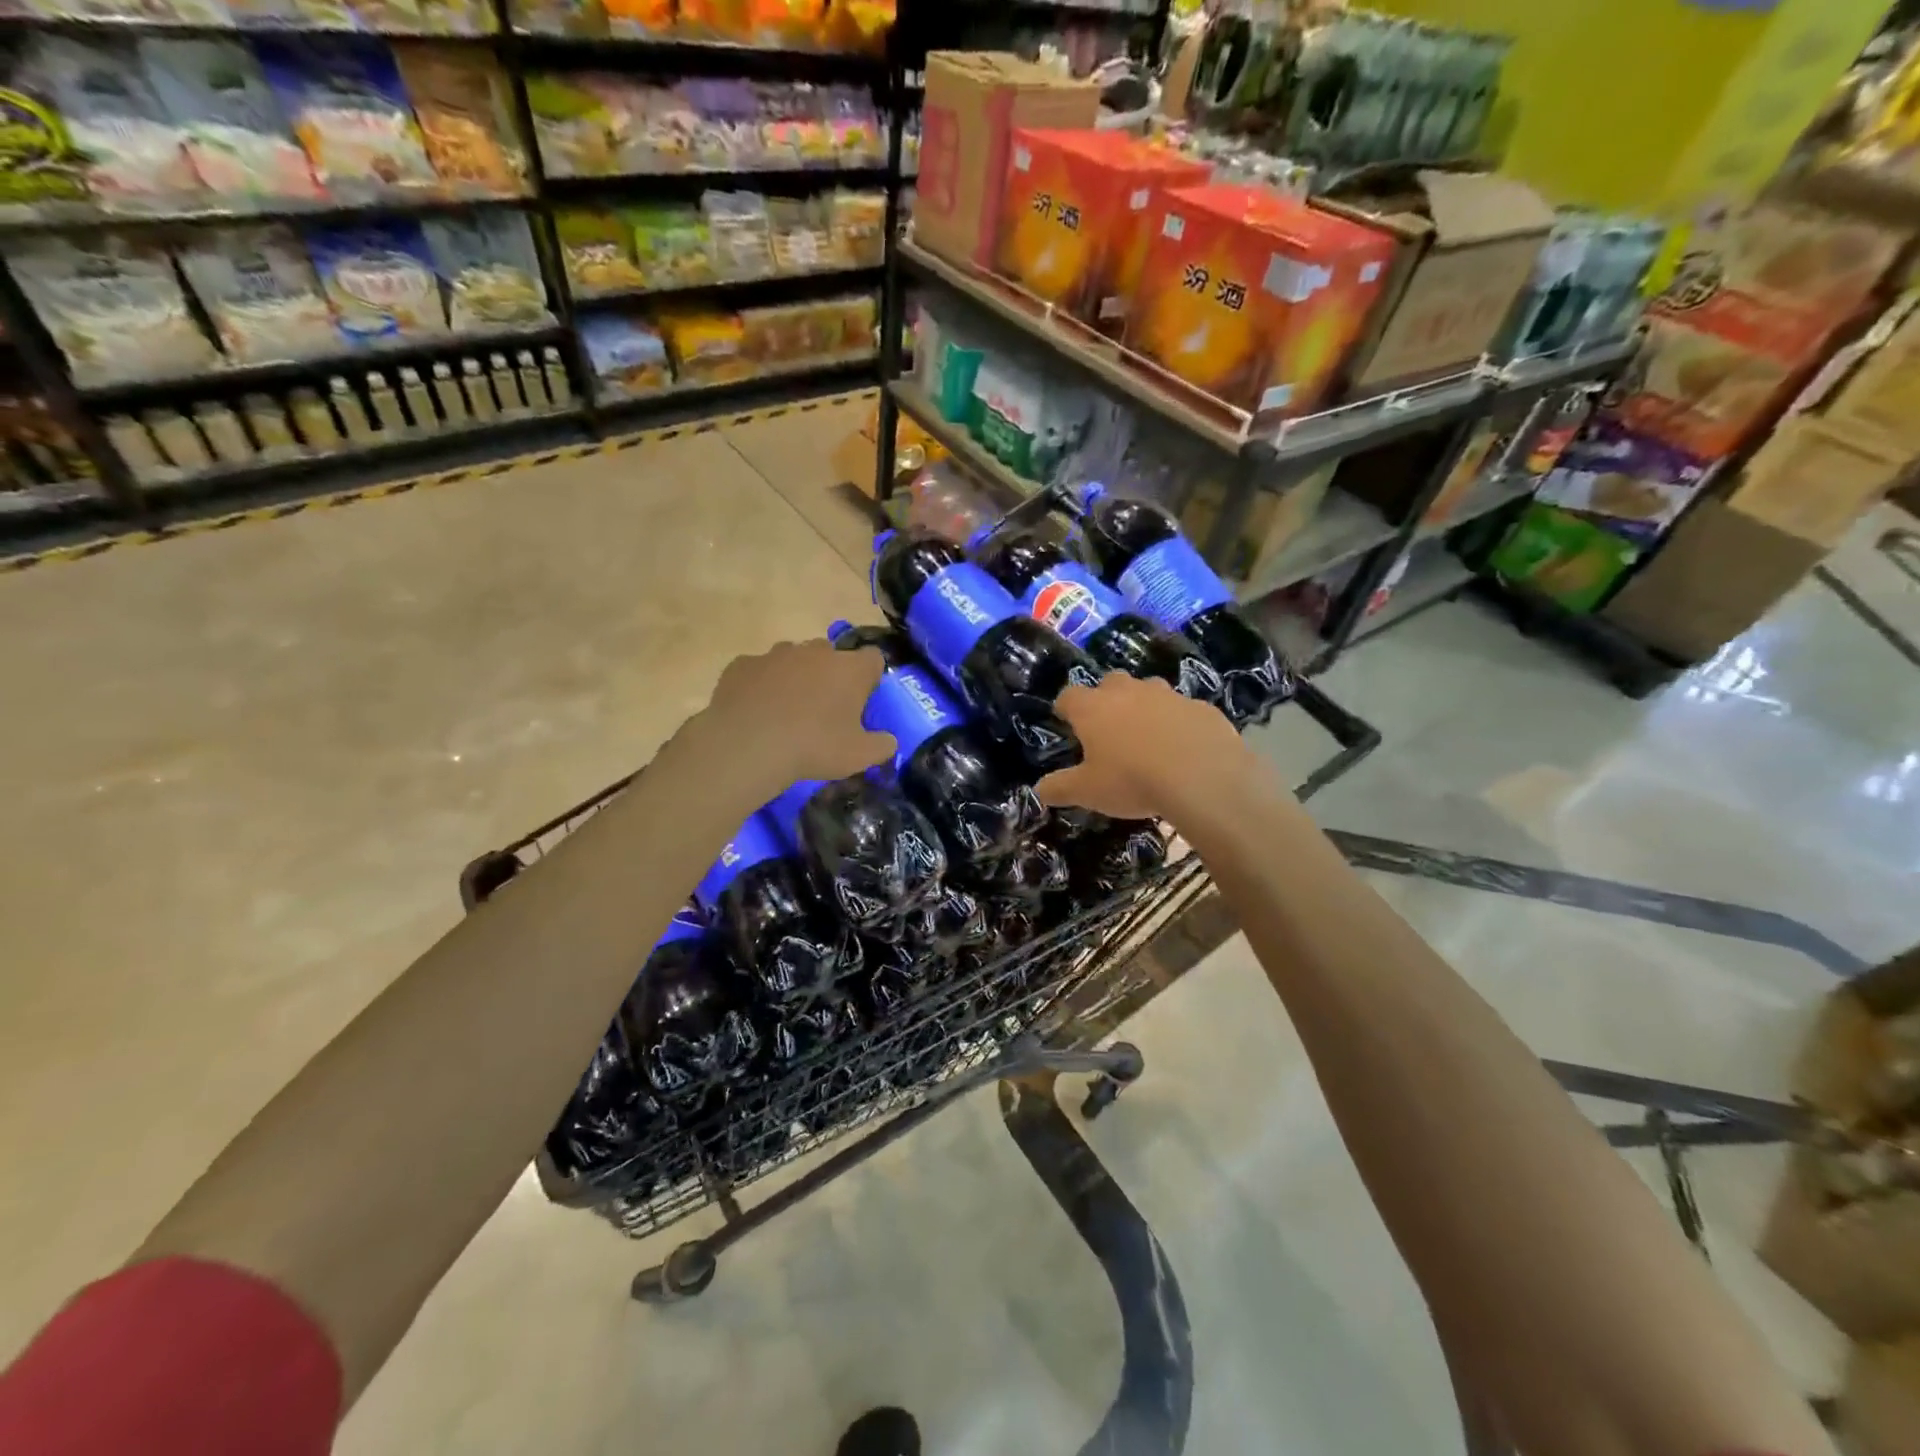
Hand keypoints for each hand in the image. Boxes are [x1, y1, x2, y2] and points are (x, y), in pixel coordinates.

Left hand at [682, 639, 893, 802]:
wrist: (748, 745)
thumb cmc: (814, 747)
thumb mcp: (859, 756)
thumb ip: (882, 746)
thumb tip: (889, 742)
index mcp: (851, 669)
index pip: (874, 658)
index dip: (871, 677)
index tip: (864, 698)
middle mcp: (816, 651)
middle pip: (831, 654)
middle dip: (831, 675)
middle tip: (825, 709)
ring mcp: (777, 654)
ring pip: (793, 658)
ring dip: (796, 677)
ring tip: (787, 710)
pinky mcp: (743, 664)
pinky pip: (759, 670)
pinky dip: (762, 685)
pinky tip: (757, 710)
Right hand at [1036, 673, 1242, 821]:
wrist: (1203, 778)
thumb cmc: (1132, 781)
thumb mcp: (1087, 792)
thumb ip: (1060, 788)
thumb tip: (1040, 790)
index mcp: (1093, 708)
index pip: (1068, 696)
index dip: (1065, 708)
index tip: (1066, 722)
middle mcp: (1128, 691)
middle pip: (1110, 683)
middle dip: (1106, 699)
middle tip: (1109, 729)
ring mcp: (1168, 695)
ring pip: (1149, 690)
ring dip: (1144, 706)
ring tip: (1148, 737)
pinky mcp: (1202, 708)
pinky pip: (1184, 710)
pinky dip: (1179, 723)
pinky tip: (1184, 748)